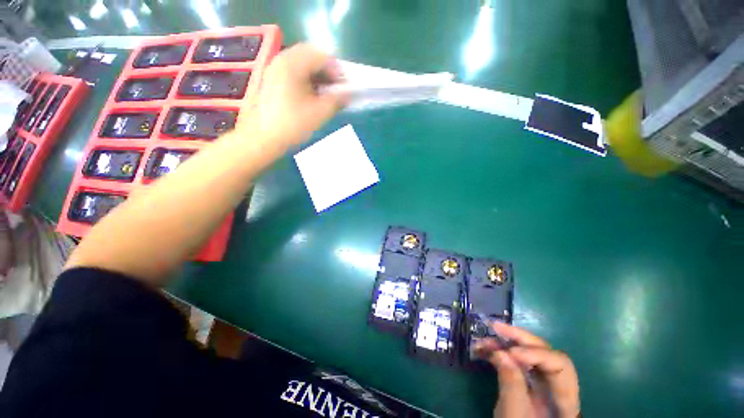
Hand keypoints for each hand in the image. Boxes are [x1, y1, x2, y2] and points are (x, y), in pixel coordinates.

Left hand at [236, 43, 348, 151]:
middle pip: (312, 55)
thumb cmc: (292, 125)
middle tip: (337, 89)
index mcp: (293, 64)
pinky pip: (294, 71)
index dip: (338, 71)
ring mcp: (275, 68)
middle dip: (328, 71)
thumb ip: (337, 100)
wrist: (262, 138)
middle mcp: (282, 59)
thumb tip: (349, 94)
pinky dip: (307, 79)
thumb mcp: (319, 113)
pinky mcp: (272, 79)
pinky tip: (312, 96)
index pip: (322, 56)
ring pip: (303, 63)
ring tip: (326, 94)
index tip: (345, 88)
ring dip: (318, 75)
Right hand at [475, 323, 579, 417]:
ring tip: (482, 341)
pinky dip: (498, 352)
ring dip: (503, 343)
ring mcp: (539, 382)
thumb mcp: (515, 413)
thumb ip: (511, 383)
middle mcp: (555, 384)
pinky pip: (513, 360)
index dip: (536, 354)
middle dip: (518, 338)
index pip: (560, 365)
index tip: (511, 352)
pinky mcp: (524, 380)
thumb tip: (500, 352)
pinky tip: (482, 350)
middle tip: (495, 327)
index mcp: (564, 398)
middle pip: (543, 352)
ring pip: (526, 353)